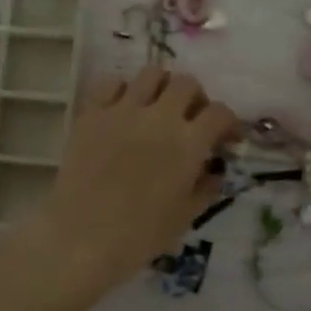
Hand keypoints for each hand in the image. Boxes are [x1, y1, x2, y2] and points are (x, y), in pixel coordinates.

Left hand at [6, 66, 240, 294]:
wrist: (82, 237)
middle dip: (195, 98)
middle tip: (190, 118)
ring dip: (161, 86)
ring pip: (151, 74)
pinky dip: (122, 90)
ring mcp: (123, 110)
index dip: (228, 123)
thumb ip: (205, 189)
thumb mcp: (185, 216)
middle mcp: (160, 116)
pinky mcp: (92, 113)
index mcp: (189, 143)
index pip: (220, 113)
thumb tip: (215, 172)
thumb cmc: (140, 235)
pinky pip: (111, 83)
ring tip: (157, 106)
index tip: (226, 138)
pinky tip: (122, 109)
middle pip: (187, 83)